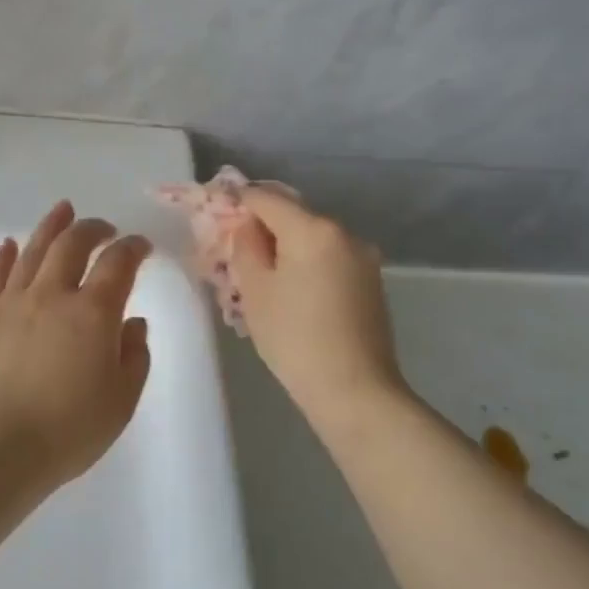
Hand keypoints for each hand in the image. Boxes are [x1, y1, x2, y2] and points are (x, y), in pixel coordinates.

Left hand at [0, 201, 152, 488]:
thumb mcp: (121, 401)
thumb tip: (133, 322)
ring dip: (51, 227)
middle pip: (72, 244)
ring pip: (32, 250)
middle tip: (104, 228)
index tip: (141, 247)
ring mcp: (10, 303)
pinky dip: (4, 256)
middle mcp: (51, 295)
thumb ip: (134, 355)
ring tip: (63, 211)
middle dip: (92, 228)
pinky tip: (9, 244)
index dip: (133, 247)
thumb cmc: (68, 432)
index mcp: (92, 313)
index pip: (118, 263)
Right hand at [232, 188, 406, 423]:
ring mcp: (363, 257)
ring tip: (262, 276)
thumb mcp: (255, 291)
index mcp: (313, 229)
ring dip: (285, 246)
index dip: (238, 202)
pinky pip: (330, 258)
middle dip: (263, 227)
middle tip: (235, 251)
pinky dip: (307, 263)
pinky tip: (292, 291)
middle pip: (293, 214)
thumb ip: (245, 246)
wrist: (355, 390)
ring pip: (312, 238)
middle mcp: (344, 232)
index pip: (266, 198)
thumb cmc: (295, 338)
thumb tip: (247, 226)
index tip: (217, 216)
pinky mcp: (371, 281)